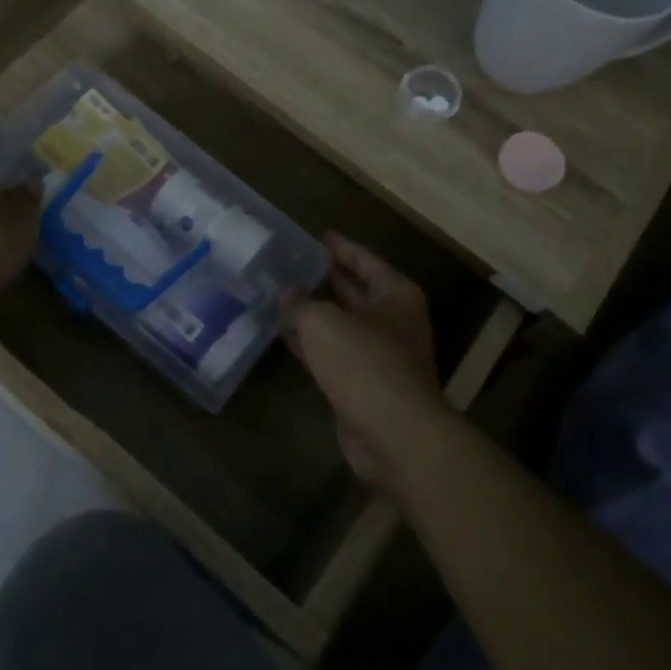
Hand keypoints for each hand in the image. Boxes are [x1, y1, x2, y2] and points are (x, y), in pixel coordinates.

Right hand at [283, 234, 451, 491]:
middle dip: (321, 279)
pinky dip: (309, 343)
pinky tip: (282, 333)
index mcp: (394, 295)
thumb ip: (301, 302)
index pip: (363, 260)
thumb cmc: (365, 363)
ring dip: (311, 312)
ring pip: (339, 324)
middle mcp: (391, 320)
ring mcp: (377, 354)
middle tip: (285, 264)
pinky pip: (331, 353)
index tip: (314, 236)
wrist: (392, 434)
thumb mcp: (324, 322)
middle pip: (352, 291)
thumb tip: (286, 291)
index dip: (338, 247)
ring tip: (276, 294)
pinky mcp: (361, 383)